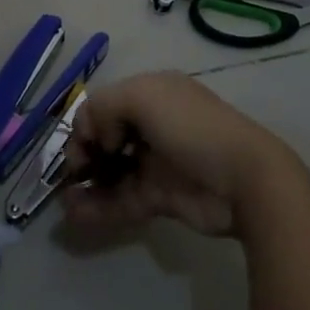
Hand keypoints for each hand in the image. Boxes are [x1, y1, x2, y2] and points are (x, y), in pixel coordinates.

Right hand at [62, 72, 303, 237]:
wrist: (244, 179)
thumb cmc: (191, 128)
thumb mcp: (143, 97)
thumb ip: (104, 107)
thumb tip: (100, 138)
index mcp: (151, 94)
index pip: (106, 104)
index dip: (87, 122)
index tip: (84, 144)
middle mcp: (152, 125)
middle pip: (106, 137)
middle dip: (83, 153)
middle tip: (74, 171)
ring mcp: (157, 163)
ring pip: (111, 171)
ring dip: (85, 183)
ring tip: (64, 198)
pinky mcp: (161, 197)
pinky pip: (121, 200)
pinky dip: (97, 207)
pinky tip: (75, 214)